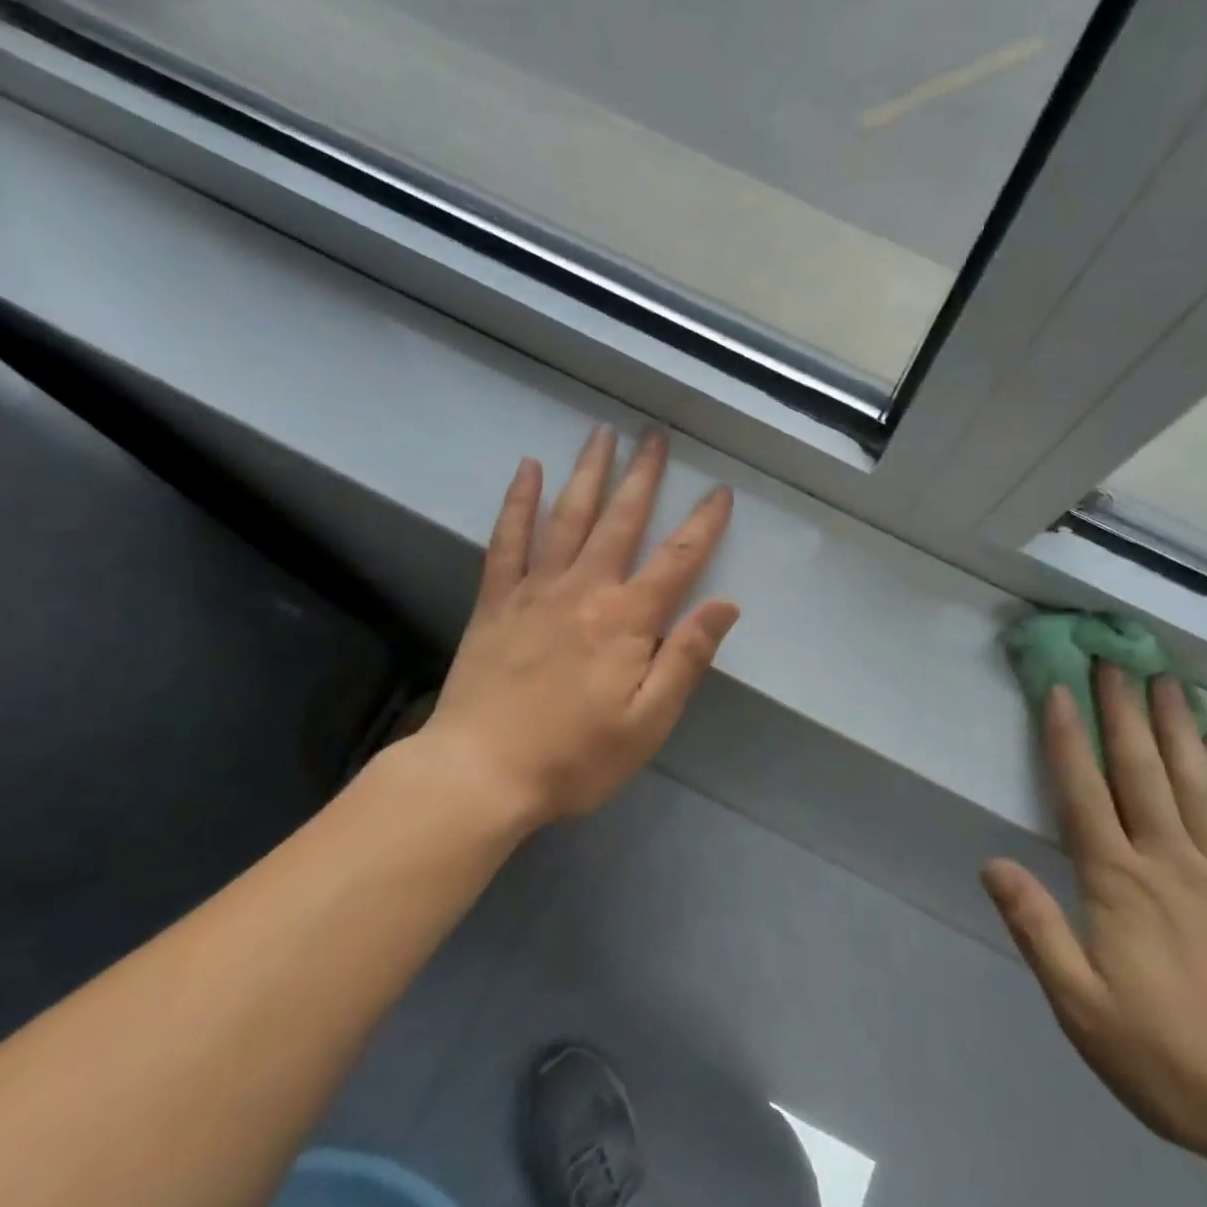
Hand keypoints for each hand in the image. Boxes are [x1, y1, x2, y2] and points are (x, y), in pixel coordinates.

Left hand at [410, 425, 738, 825]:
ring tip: (602, 434)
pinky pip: (508, 539)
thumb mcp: (647, 722)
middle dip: (643, 476)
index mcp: (627, 620)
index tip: (721, 491)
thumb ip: (687, 658)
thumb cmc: (574, 756)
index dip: (703, 524)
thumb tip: (725, 605)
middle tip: (655, 436)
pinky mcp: (496, 600)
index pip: (677, 560)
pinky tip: (528, 470)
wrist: (480, 773)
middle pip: (621, 520)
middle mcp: (584, 589)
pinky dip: (518, 501)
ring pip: (568, 516)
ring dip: (588, 472)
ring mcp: (535, 589)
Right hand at [982, 667, 1206, 1179]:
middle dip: (1122, 710)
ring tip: (1166, 679)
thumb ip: (1037, 930)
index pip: (1084, 793)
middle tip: (1113, 658)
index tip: (1058, 687)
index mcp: (1120, 885)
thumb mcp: (1083, 1010)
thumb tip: (992, 864)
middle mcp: (1170, 862)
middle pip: (1141, 770)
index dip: (1066, 737)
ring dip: (1176, 726)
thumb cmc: (1175, 1061)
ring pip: (1195, 782)